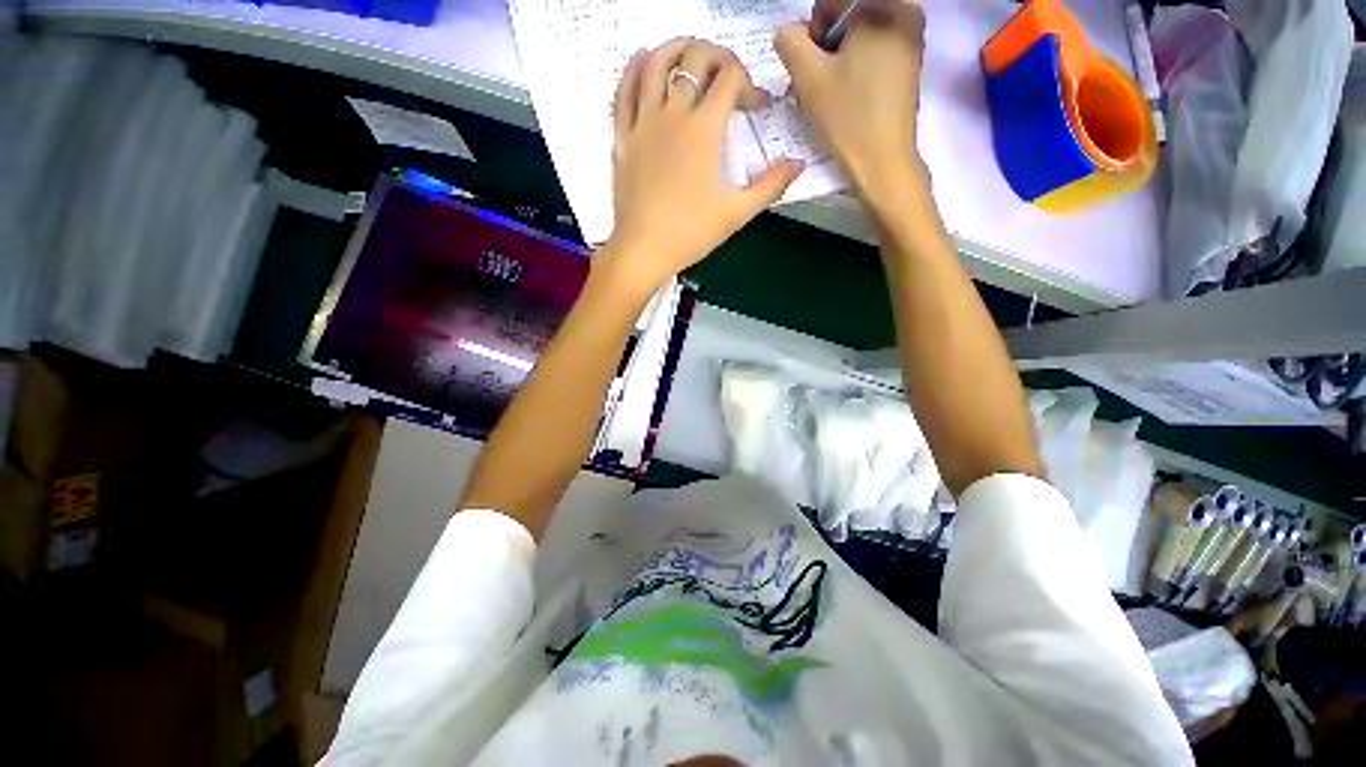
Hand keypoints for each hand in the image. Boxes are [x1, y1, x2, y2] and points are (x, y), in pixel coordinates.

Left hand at [599, 38, 804, 295]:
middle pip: (696, 59)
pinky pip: (624, 90)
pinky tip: (644, 59)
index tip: (757, 105)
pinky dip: (635, 67)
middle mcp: (673, 114)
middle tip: (728, 75)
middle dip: (719, 56)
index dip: (750, 83)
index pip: (731, 79)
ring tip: (690, 51)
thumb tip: (799, 163)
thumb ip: (770, 185)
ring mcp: (644, 122)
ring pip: (656, 63)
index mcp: (704, 130)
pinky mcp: (623, 136)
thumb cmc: (691, 233)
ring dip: (677, 47)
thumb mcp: (737, 213)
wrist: (645, 250)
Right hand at [775, 0, 926, 198]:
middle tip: (821, 81)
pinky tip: (851, 93)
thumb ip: (790, 43)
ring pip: (861, 34)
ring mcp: (912, 38)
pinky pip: (875, 49)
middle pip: (849, 14)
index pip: (832, 1)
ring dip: (840, 57)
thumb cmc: (847, 117)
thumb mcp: (809, 78)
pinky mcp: (911, 62)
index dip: (814, 30)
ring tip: (834, 91)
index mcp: (883, 7)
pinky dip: (857, 66)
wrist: (882, 161)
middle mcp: (905, 12)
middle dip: (828, 44)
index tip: (812, 64)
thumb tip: (788, 31)